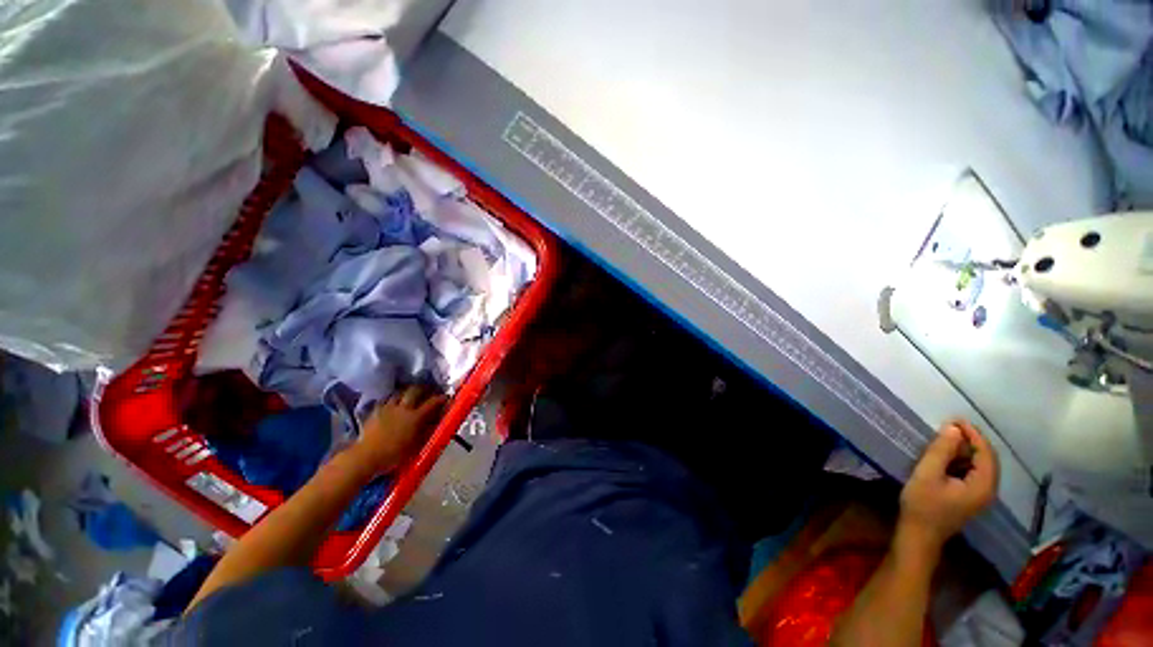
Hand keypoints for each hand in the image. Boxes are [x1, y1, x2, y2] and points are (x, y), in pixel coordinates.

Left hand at [350, 385, 447, 472]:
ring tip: (410, 395)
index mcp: (415, 417)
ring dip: (407, 392)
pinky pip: (386, 399)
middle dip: (424, 388)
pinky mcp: (375, 411)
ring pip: (400, 392)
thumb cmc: (394, 455)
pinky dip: (393, 398)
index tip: (446, 397)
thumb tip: (438, 421)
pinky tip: (393, 403)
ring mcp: (388, 408)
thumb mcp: (416, 445)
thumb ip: (428, 430)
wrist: (366, 457)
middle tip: (428, 391)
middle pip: (415, 390)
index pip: (432, 402)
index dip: (441, 398)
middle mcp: (403, 408)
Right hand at [898, 420, 998, 554]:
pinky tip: (948, 457)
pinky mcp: (970, 498)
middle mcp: (988, 490)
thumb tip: (953, 428)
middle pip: (988, 459)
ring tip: (947, 438)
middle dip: (972, 440)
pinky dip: (964, 461)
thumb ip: (941, 451)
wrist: (919, 535)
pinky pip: (974, 473)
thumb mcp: (927, 474)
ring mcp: (981, 496)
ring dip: (967, 450)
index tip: (954, 419)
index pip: (986, 453)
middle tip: (950, 426)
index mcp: (983, 485)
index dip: (973, 434)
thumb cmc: (922, 504)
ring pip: (981, 466)